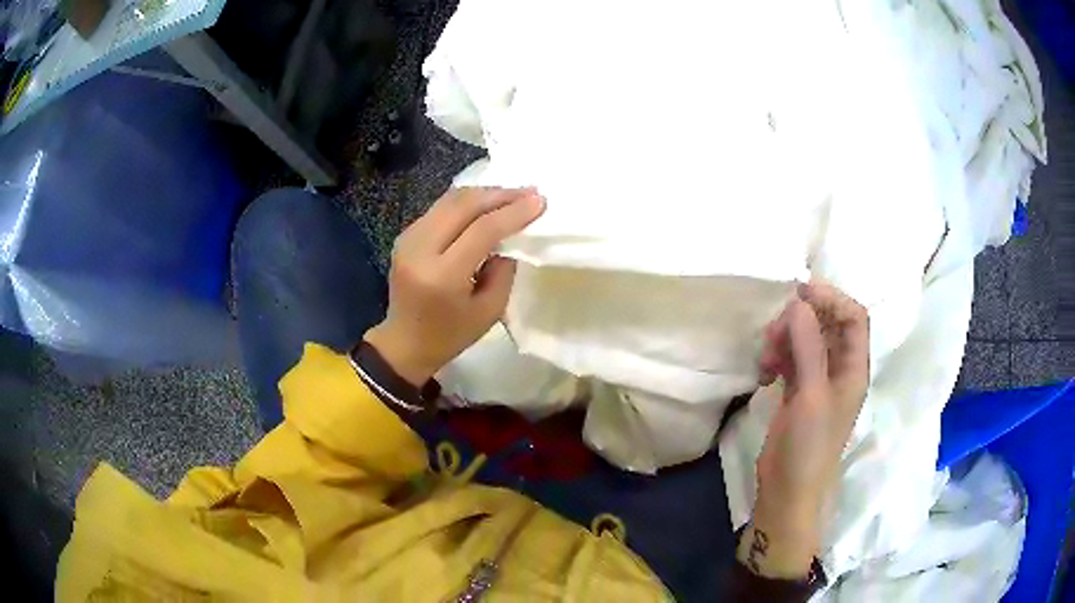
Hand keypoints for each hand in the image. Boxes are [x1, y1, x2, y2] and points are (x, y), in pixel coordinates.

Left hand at [365, 187, 544, 385]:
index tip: (540, 202)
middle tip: (530, 192)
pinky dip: (467, 203)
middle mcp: (420, 250)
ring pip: (450, 200)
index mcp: (442, 276)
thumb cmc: (451, 334)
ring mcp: (408, 239)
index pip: (481, 230)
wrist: (405, 342)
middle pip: (463, 205)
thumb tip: (510, 234)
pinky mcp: (405, 235)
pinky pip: (440, 208)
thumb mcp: (490, 311)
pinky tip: (487, 205)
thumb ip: (504, 270)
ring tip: (513, 194)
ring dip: (484, 194)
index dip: (513, 212)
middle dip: (500, 195)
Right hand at [738, 282, 869, 577]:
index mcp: (854, 367)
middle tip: (774, 332)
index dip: (831, 298)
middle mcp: (840, 369)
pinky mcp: (798, 392)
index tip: (798, 294)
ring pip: (806, 340)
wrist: (788, 491)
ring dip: (785, 338)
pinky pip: (791, 358)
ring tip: (765, 357)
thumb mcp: (811, 395)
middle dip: (801, 319)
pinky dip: (777, 356)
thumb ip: (807, 347)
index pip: (853, 316)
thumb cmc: (808, 446)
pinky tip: (764, 371)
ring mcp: (818, 380)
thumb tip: (798, 303)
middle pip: (827, 324)